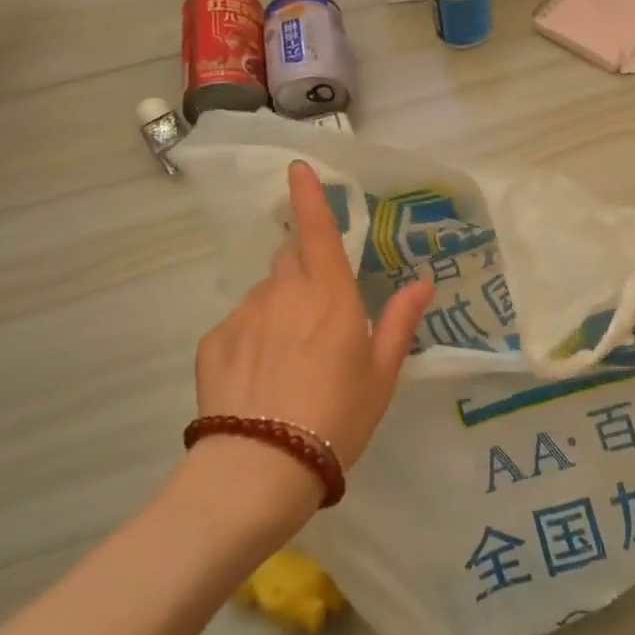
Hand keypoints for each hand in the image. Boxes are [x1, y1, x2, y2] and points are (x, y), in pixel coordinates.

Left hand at [194, 161, 432, 477]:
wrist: (262, 466)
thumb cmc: (338, 417)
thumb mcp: (381, 374)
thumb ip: (399, 321)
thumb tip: (421, 282)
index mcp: (329, 295)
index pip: (317, 230)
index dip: (308, 195)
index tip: (296, 168)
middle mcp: (283, 293)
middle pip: (290, 260)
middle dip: (303, 271)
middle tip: (317, 316)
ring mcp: (243, 315)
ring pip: (264, 296)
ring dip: (278, 310)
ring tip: (288, 361)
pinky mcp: (213, 342)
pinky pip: (237, 326)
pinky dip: (251, 339)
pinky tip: (258, 379)